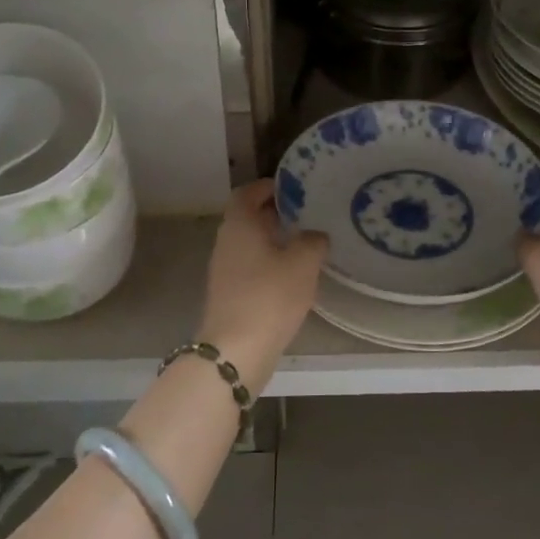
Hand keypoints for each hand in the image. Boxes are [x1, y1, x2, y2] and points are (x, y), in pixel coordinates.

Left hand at [197, 179, 328, 386]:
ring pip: (250, 244)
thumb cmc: (269, 296)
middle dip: (275, 213)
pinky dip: (269, 263)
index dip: (268, 187)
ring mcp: (224, 270)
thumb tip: (315, 235)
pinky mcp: (229, 294)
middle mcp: (226, 242)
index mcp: (240, 225)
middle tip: (306, 214)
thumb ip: (313, 241)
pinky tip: (293, 275)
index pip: (247, 193)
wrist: (236, 351)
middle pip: (248, 217)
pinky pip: (250, 267)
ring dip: (273, 240)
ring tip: (305, 243)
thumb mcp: (303, 262)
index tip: (293, 189)